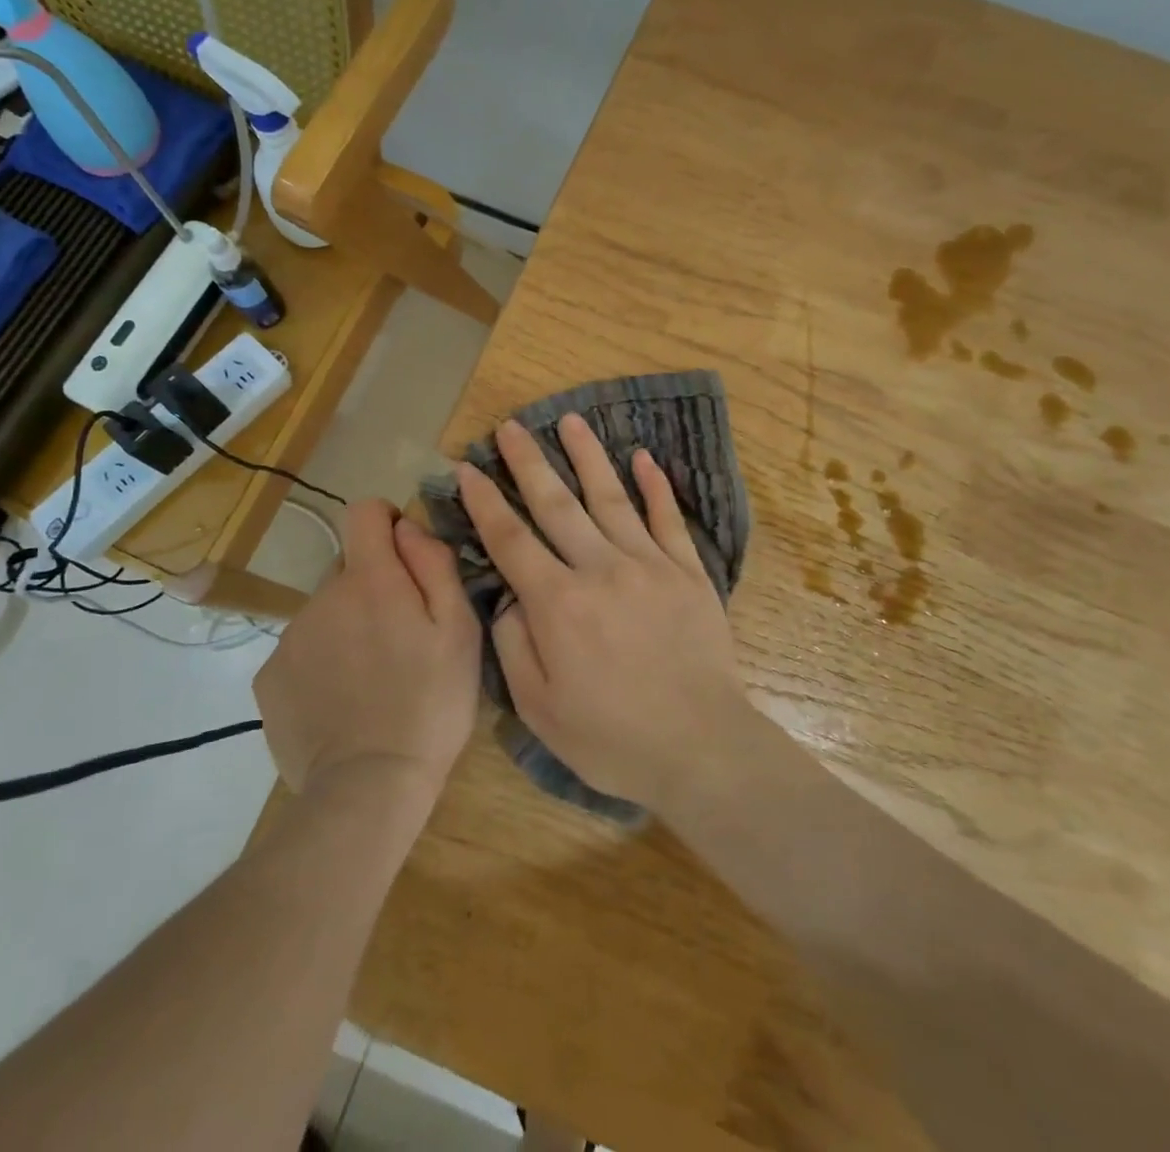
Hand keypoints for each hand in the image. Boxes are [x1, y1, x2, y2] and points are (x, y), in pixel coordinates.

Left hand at [256, 501, 480, 801]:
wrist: (370, 788)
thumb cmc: (431, 704)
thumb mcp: (459, 630)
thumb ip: (434, 564)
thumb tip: (407, 527)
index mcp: (370, 580)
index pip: (363, 512)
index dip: (386, 522)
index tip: (406, 556)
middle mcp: (321, 597)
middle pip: (348, 567)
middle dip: (374, 586)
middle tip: (401, 637)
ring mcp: (290, 638)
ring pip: (326, 611)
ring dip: (349, 627)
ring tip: (374, 677)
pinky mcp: (269, 678)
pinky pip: (302, 649)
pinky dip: (323, 662)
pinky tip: (344, 700)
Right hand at [456, 414, 752, 811]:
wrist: (701, 748)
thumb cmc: (612, 738)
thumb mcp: (539, 708)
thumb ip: (514, 644)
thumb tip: (509, 596)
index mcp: (558, 603)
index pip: (510, 539)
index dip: (485, 501)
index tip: (467, 467)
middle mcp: (600, 569)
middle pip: (557, 504)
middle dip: (529, 462)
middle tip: (512, 426)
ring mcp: (649, 565)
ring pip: (611, 498)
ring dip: (588, 456)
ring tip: (571, 420)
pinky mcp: (688, 573)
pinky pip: (668, 519)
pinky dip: (655, 487)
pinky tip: (644, 458)